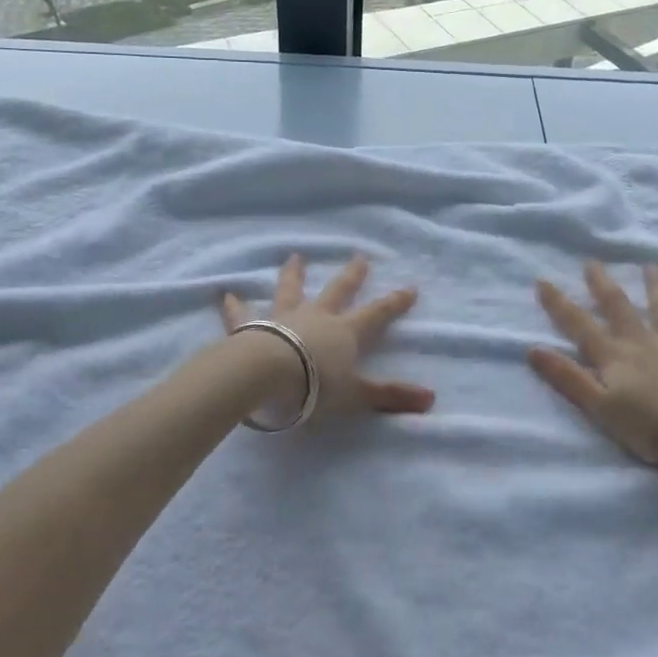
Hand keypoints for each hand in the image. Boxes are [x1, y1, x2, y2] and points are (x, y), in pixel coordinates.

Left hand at [222, 253, 435, 422]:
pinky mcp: (252, 327)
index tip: (410, 288)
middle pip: (337, 291)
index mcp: (344, 332)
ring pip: (291, 291)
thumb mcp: (357, 395)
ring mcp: (284, 318)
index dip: (394, 303)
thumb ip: (390, 396)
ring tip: (294, 257)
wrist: (267, 376)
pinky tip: (225, 295)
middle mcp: (316, 317)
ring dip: (294, 275)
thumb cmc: (314, 386)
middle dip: (351, 276)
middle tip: (359, 257)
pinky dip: (234, 306)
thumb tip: (432, 399)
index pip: (376, 314)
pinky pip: (242, 315)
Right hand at [530, 262, 657, 473]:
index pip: (579, 325)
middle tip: (593, 262)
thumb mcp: (599, 407)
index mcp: (614, 356)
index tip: (543, 280)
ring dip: (656, 287)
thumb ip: (567, 377)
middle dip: (603, 285)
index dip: (559, 304)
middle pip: (619, 308)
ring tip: (652, 266)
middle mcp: (642, 343)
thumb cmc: (648, 428)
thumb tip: (532, 348)